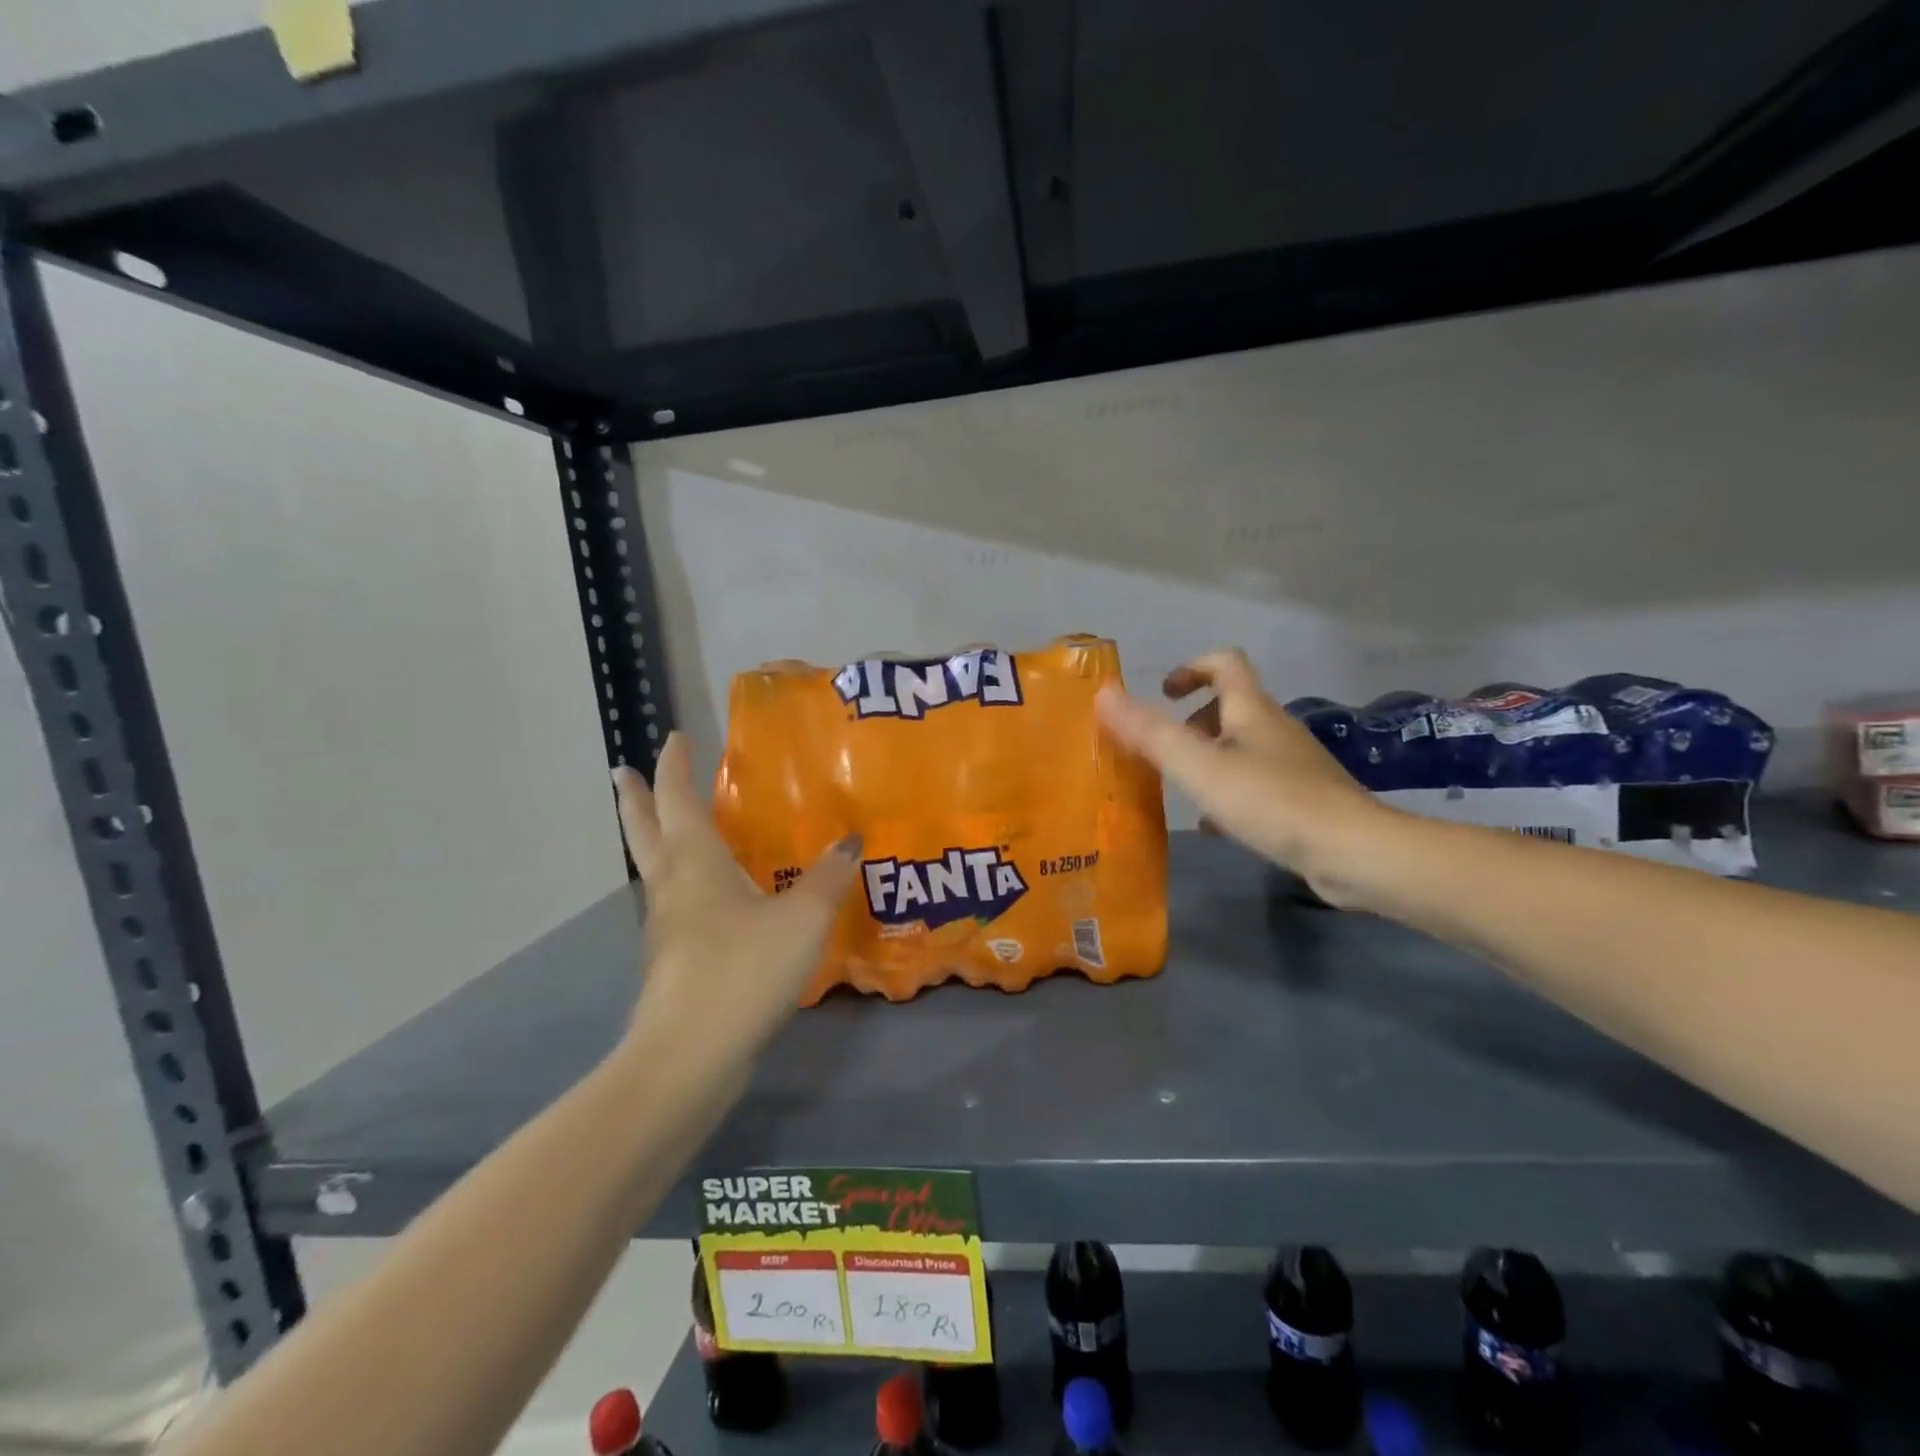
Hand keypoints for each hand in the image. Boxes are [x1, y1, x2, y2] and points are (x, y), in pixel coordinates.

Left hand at [612, 735, 860, 1074]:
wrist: (689, 1057)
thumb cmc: (742, 970)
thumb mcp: (801, 918)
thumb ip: (827, 877)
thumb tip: (851, 839)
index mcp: (695, 863)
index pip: (679, 800)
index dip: (676, 766)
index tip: (674, 738)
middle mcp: (672, 887)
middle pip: (644, 832)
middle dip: (634, 799)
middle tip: (619, 772)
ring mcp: (666, 929)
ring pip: (654, 871)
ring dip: (653, 841)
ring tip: (668, 829)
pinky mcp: (672, 964)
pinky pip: (674, 908)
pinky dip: (680, 886)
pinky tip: (706, 901)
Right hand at [1096, 649, 1389, 902]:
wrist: (1353, 852)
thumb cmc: (1270, 801)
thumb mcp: (1199, 767)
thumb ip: (1150, 732)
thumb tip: (1105, 694)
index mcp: (1252, 711)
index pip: (1224, 663)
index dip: (1191, 668)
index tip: (1164, 694)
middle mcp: (1275, 729)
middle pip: (1231, 707)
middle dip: (1192, 722)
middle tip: (1164, 750)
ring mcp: (1294, 764)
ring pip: (1243, 747)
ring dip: (1208, 759)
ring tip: (1181, 790)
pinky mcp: (1306, 798)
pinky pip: (1257, 783)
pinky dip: (1229, 793)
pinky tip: (1215, 827)